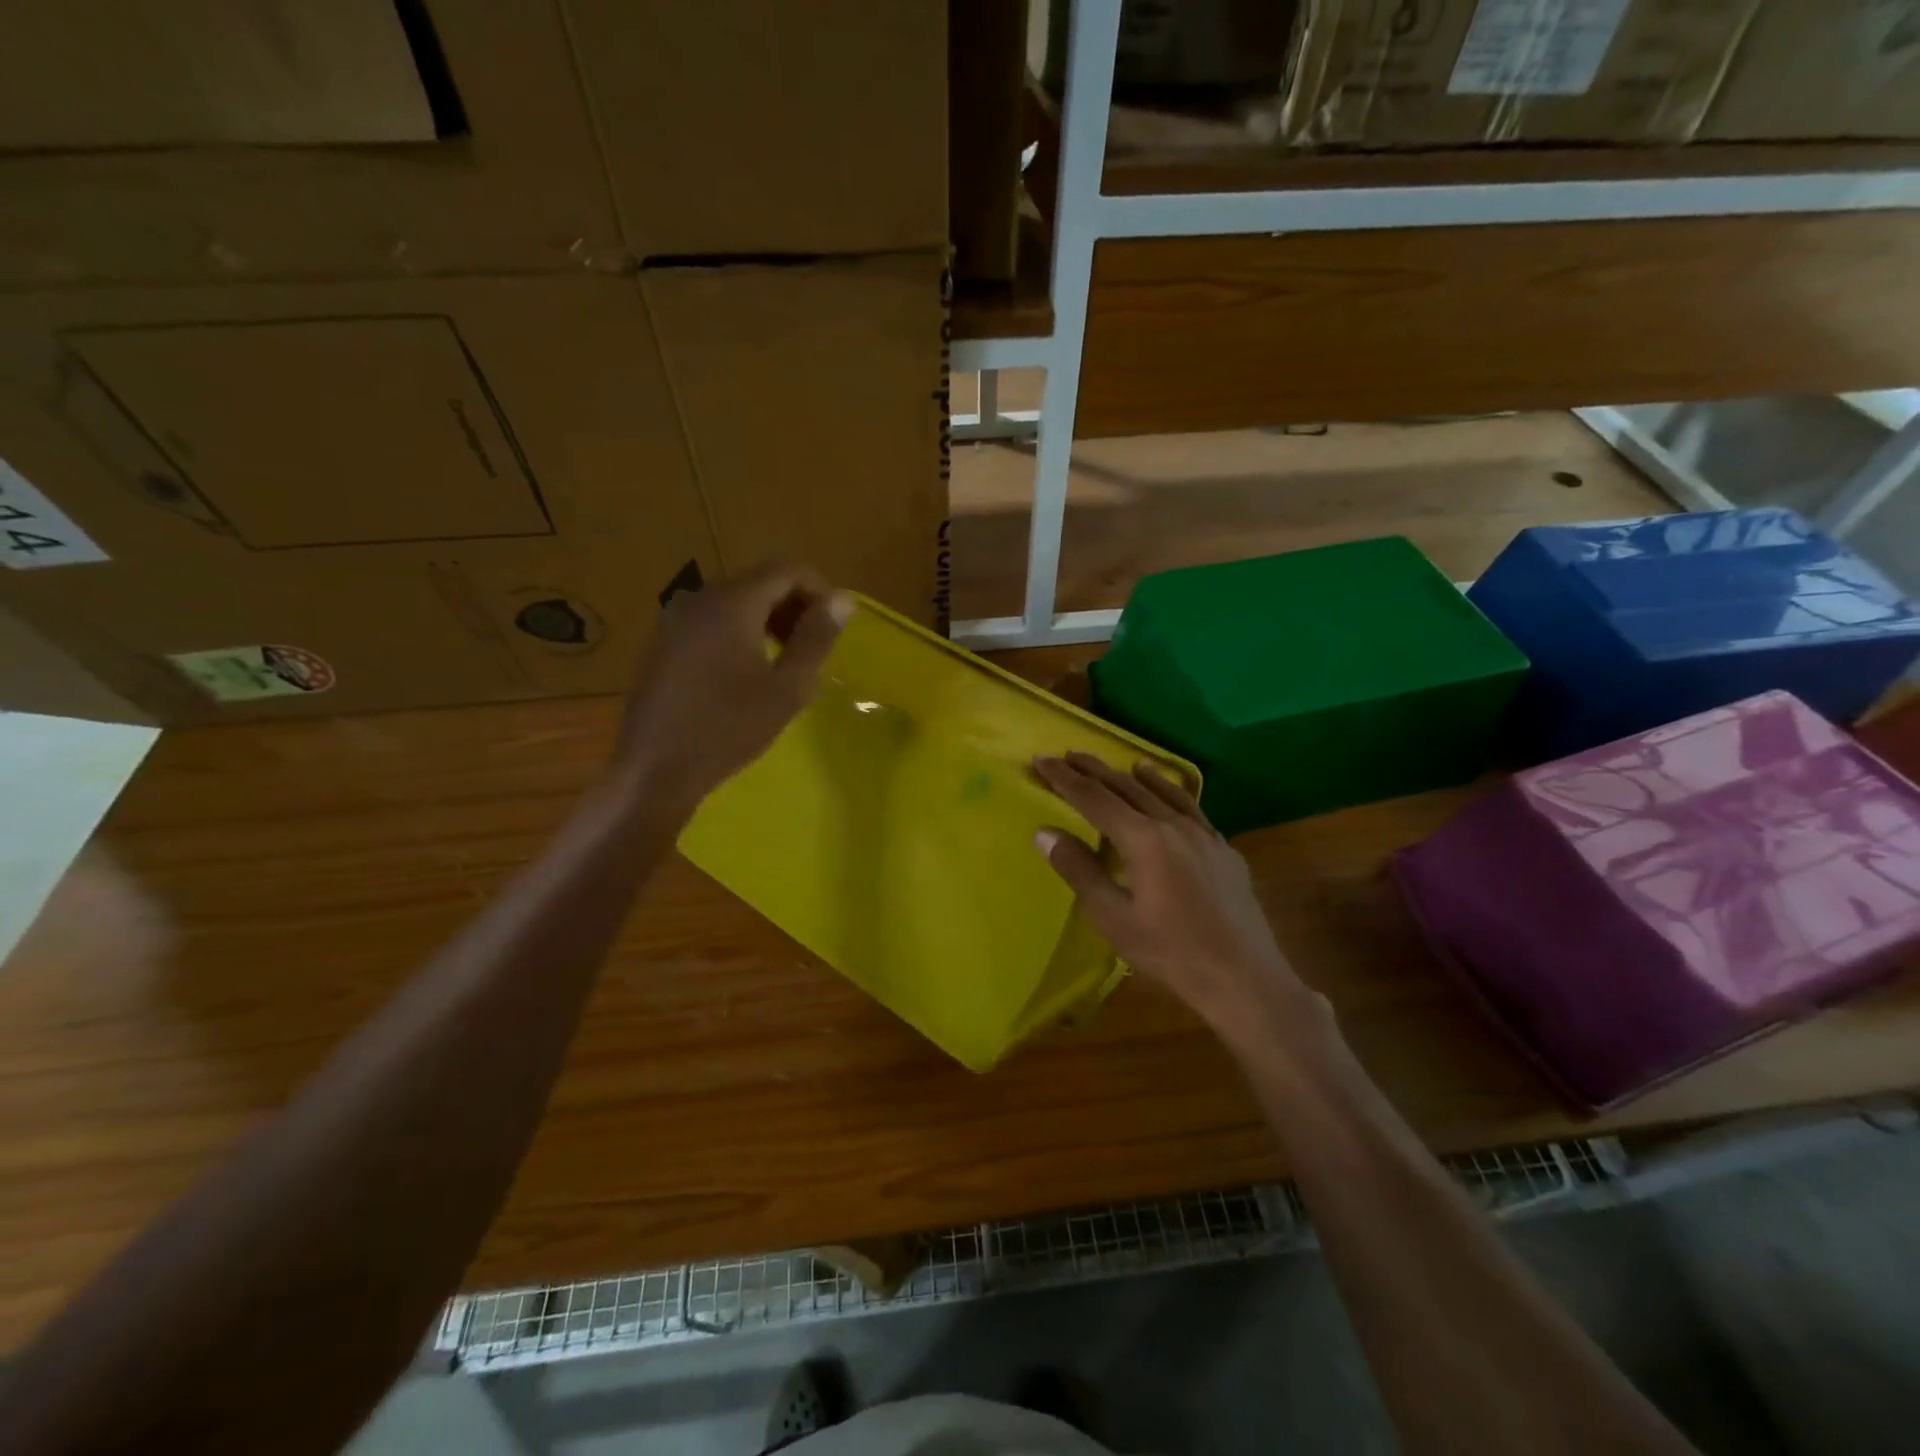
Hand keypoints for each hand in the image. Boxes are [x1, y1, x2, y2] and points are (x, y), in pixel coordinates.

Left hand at [617, 563, 848, 805]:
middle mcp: (700, 597)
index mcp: (732, 603)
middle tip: (813, 648)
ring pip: (734, 600)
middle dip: (793, 605)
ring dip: (767, 619)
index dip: (819, 589)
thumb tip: (842, 600)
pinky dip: (738, 631)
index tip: (835, 626)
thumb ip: (816, 638)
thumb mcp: (787, 688)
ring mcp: (675, 618)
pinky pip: (711, 619)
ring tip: (783, 662)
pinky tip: (744, 672)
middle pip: (759, 581)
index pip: (787, 569)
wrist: (655, 769)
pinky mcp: (662, 641)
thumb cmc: (728, 729)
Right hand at [1032, 753, 1316, 1032]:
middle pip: (1127, 787)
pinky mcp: (1224, 850)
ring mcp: (1204, 835)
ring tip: (1122, 764)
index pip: (1094, 798)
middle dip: (1094, 770)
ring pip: (1163, 793)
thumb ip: (1079, 870)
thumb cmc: (1171, 952)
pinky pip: (1192, 808)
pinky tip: (1171, 796)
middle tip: (1068, 756)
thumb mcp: (1113, 918)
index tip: (1042, 760)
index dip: (1064, 779)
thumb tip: (1044, 832)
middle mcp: (1174, 825)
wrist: (1244, 978)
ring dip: (1136, 776)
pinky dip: (1173, 793)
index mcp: (1143, 839)